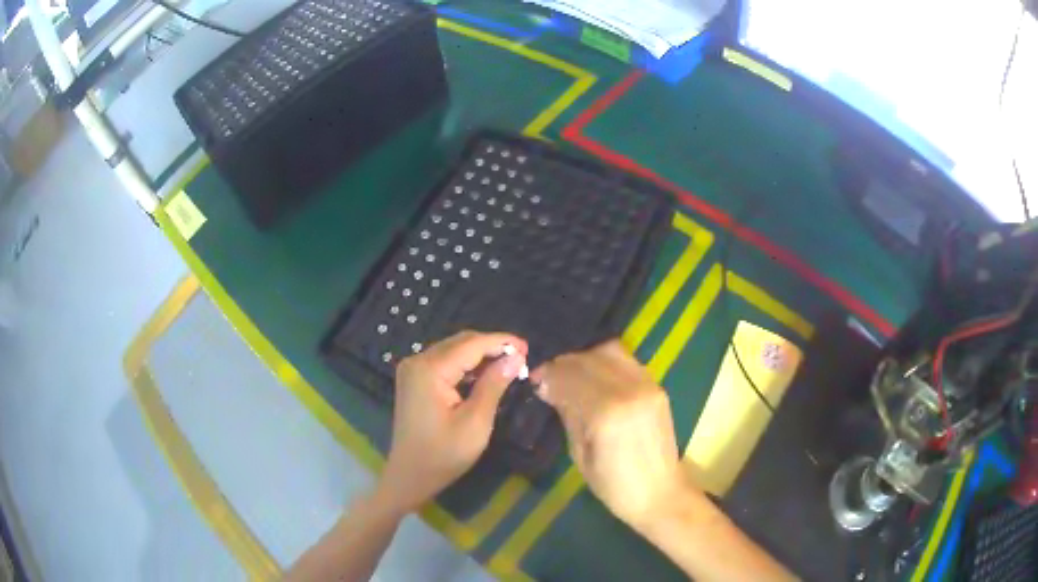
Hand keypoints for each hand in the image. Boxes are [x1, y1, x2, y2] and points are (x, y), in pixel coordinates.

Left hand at [377, 331, 527, 513]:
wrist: (410, 476)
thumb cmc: (444, 454)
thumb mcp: (476, 422)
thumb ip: (494, 385)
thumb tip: (516, 357)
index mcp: (430, 370)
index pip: (471, 344)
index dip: (501, 342)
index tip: (528, 347)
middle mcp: (417, 361)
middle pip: (460, 343)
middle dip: (491, 346)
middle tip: (521, 356)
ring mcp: (413, 370)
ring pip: (453, 350)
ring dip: (480, 355)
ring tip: (508, 364)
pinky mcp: (414, 380)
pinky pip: (444, 363)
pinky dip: (465, 365)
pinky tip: (484, 375)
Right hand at [533, 340, 694, 530]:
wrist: (661, 493)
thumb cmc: (614, 485)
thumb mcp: (580, 453)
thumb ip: (568, 413)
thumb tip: (548, 386)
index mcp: (607, 412)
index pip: (571, 376)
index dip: (549, 373)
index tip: (534, 378)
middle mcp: (630, 390)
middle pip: (589, 358)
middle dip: (564, 362)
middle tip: (548, 374)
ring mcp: (648, 385)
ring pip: (610, 351)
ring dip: (585, 357)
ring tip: (571, 372)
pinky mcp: (658, 386)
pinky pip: (626, 361)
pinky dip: (605, 361)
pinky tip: (593, 375)